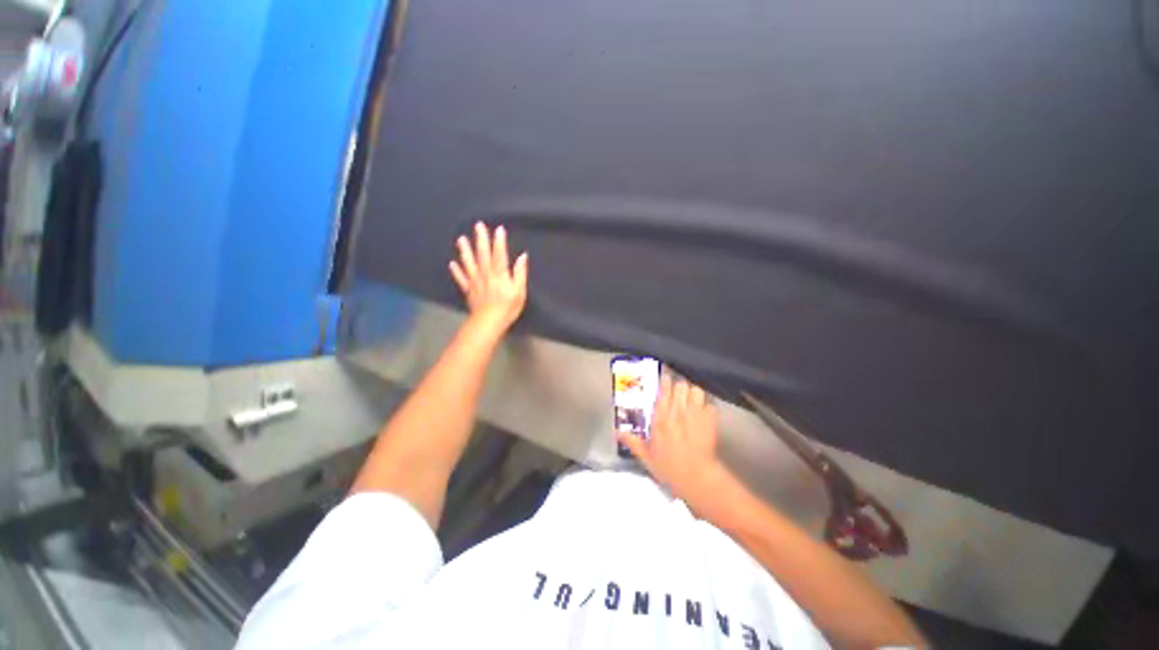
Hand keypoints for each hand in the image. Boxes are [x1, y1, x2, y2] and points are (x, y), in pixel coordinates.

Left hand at [450, 223, 528, 332]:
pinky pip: (461, 278)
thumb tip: (522, 257)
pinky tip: (452, 264)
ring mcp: (475, 281)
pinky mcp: (469, 290)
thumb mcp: (519, 291)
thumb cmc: (508, 307)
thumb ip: (520, 273)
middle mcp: (485, 274)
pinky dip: (456, 271)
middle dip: (481, 239)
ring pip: (469, 263)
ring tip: (461, 239)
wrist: (488, 322)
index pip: (499, 253)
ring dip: (465, 250)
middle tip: (478, 225)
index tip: (499, 229)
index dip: (499, 241)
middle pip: (483, 254)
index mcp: (499, 273)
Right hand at [620, 376, 730, 514]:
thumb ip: (633, 442)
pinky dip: (708, 407)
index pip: (664, 390)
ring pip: (696, 390)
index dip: (665, 381)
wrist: (695, 477)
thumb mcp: (646, 456)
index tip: (665, 378)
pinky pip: (711, 405)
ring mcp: (696, 414)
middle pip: (681, 385)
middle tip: (678, 392)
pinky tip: (705, 413)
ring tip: (692, 399)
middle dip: (680, 386)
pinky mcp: (711, 421)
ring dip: (694, 393)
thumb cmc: (668, 467)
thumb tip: (617, 433)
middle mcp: (678, 411)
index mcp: (661, 417)